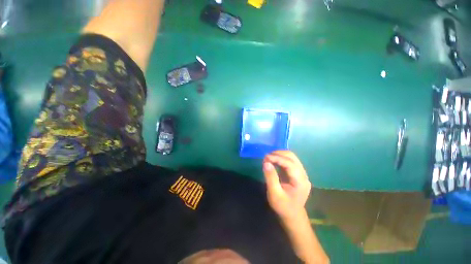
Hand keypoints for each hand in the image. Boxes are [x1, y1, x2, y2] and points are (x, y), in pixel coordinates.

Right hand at [263, 151, 311, 220]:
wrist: (293, 215)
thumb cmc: (283, 207)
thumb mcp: (274, 194)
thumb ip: (271, 177)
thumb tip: (266, 162)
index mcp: (300, 181)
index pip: (290, 164)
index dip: (277, 158)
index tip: (266, 157)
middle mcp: (304, 175)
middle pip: (292, 157)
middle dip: (278, 154)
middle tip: (266, 157)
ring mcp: (302, 174)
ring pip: (292, 157)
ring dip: (280, 155)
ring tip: (269, 158)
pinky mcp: (298, 173)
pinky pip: (290, 161)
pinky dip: (281, 159)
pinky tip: (274, 161)